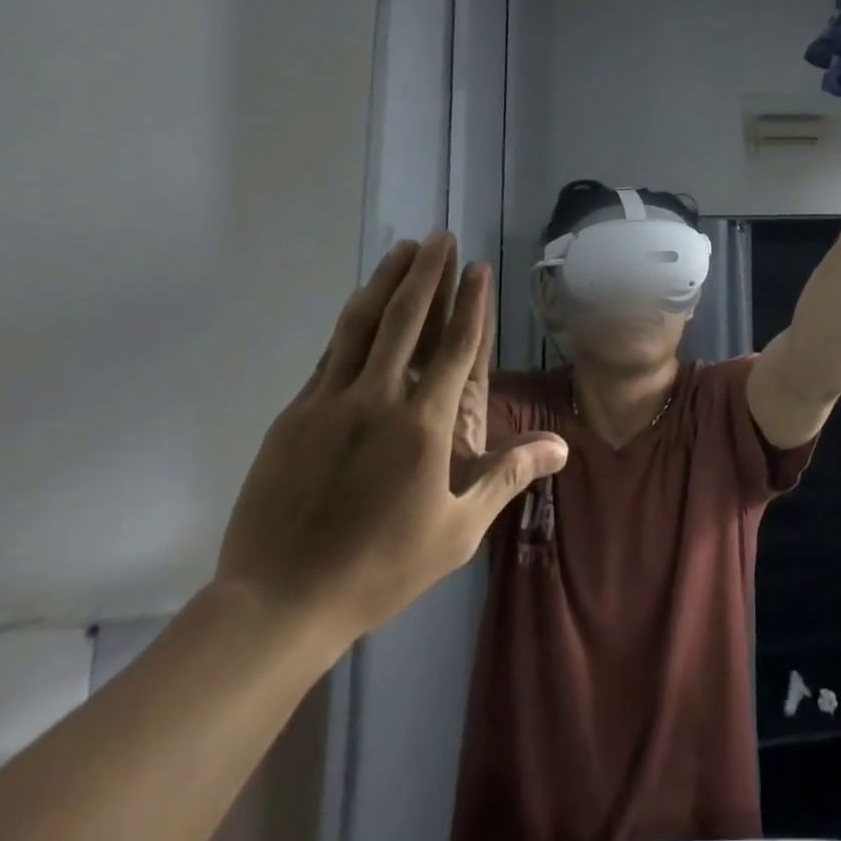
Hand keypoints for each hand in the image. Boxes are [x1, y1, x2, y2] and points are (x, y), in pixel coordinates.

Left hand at [215, 232, 567, 648]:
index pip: (456, 347)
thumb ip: (508, 477)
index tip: (477, 266)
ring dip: (386, 282)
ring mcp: (331, 402)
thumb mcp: (457, 531)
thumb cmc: (379, 568)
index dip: (471, 302)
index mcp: (423, 425)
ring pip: (363, 325)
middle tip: (439, 236)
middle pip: (408, 319)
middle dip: (427, 273)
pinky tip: (359, 304)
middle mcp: (379, 399)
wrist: (278, 603)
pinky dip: (351, 321)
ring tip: (402, 249)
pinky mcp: (296, 414)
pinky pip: (331, 353)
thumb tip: (561, 446)